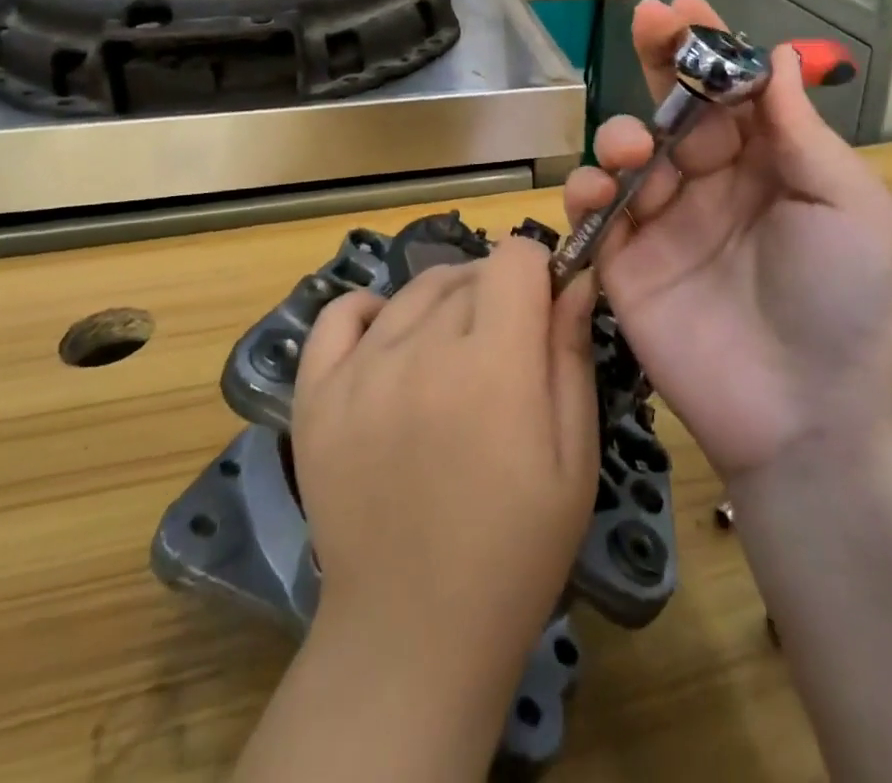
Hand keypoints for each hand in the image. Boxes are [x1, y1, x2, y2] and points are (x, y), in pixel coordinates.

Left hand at [291, 236, 599, 695]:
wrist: (414, 635)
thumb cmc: (516, 550)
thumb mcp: (574, 457)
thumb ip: (571, 355)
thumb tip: (576, 279)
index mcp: (493, 365)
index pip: (515, 257)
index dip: (538, 272)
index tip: (544, 309)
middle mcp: (421, 350)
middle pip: (468, 273)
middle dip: (498, 293)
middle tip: (506, 350)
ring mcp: (360, 370)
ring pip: (414, 289)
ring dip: (446, 302)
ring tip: (455, 354)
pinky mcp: (315, 395)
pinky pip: (339, 314)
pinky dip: (371, 311)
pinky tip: (391, 340)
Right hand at [564, 0, 891, 482]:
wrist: (812, 416)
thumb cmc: (846, 300)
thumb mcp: (847, 202)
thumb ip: (799, 129)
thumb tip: (777, 55)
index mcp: (768, 163)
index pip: (729, 90)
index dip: (707, 45)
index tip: (682, 4)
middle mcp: (712, 183)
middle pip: (673, 107)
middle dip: (660, 60)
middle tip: (648, 23)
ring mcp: (664, 223)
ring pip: (627, 153)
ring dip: (624, 132)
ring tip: (637, 147)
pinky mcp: (626, 264)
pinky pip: (595, 213)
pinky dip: (587, 191)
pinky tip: (599, 190)